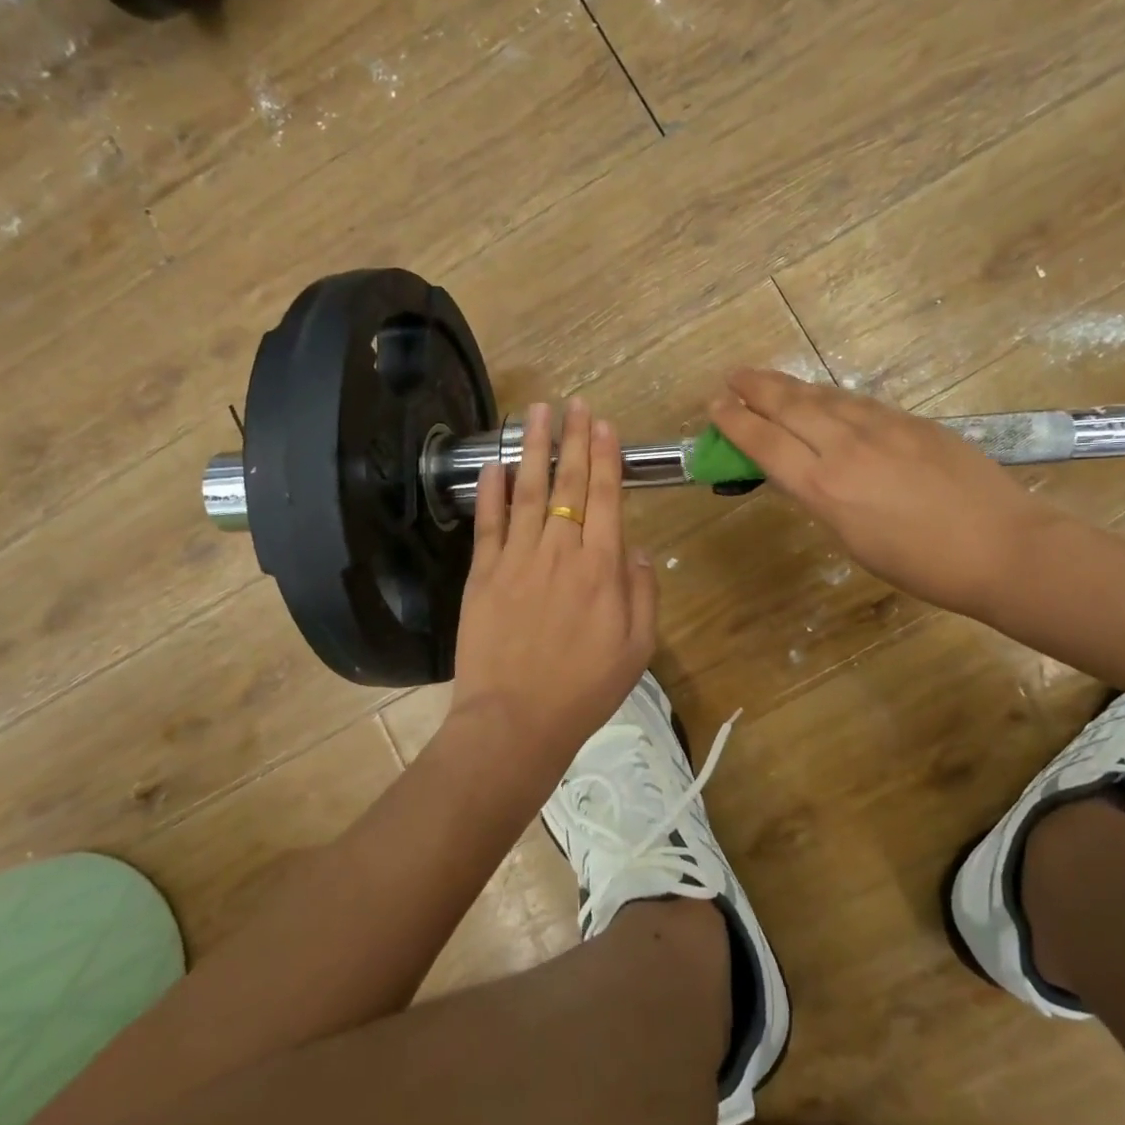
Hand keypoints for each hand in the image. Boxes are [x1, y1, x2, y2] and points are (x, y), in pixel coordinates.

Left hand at [446, 398, 657, 783]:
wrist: (516, 721)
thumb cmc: (585, 689)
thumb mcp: (637, 647)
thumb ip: (642, 592)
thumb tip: (635, 548)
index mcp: (601, 569)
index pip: (606, 498)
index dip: (605, 458)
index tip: (603, 425)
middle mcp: (560, 552)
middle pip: (569, 485)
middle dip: (573, 440)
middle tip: (574, 403)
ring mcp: (517, 560)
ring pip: (527, 492)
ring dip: (533, 449)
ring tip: (535, 413)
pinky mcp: (482, 575)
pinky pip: (487, 523)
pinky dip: (490, 491)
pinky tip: (493, 463)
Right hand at [710, 370, 1063, 616]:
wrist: (1001, 547)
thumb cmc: (921, 565)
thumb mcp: (853, 541)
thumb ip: (823, 499)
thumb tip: (804, 473)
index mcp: (825, 488)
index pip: (765, 443)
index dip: (735, 422)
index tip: (715, 407)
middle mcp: (846, 448)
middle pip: (789, 407)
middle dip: (754, 389)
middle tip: (732, 378)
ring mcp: (882, 428)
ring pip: (824, 397)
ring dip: (789, 386)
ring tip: (766, 379)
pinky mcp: (912, 421)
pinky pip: (858, 402)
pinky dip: (829, 396)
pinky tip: (823, 397)